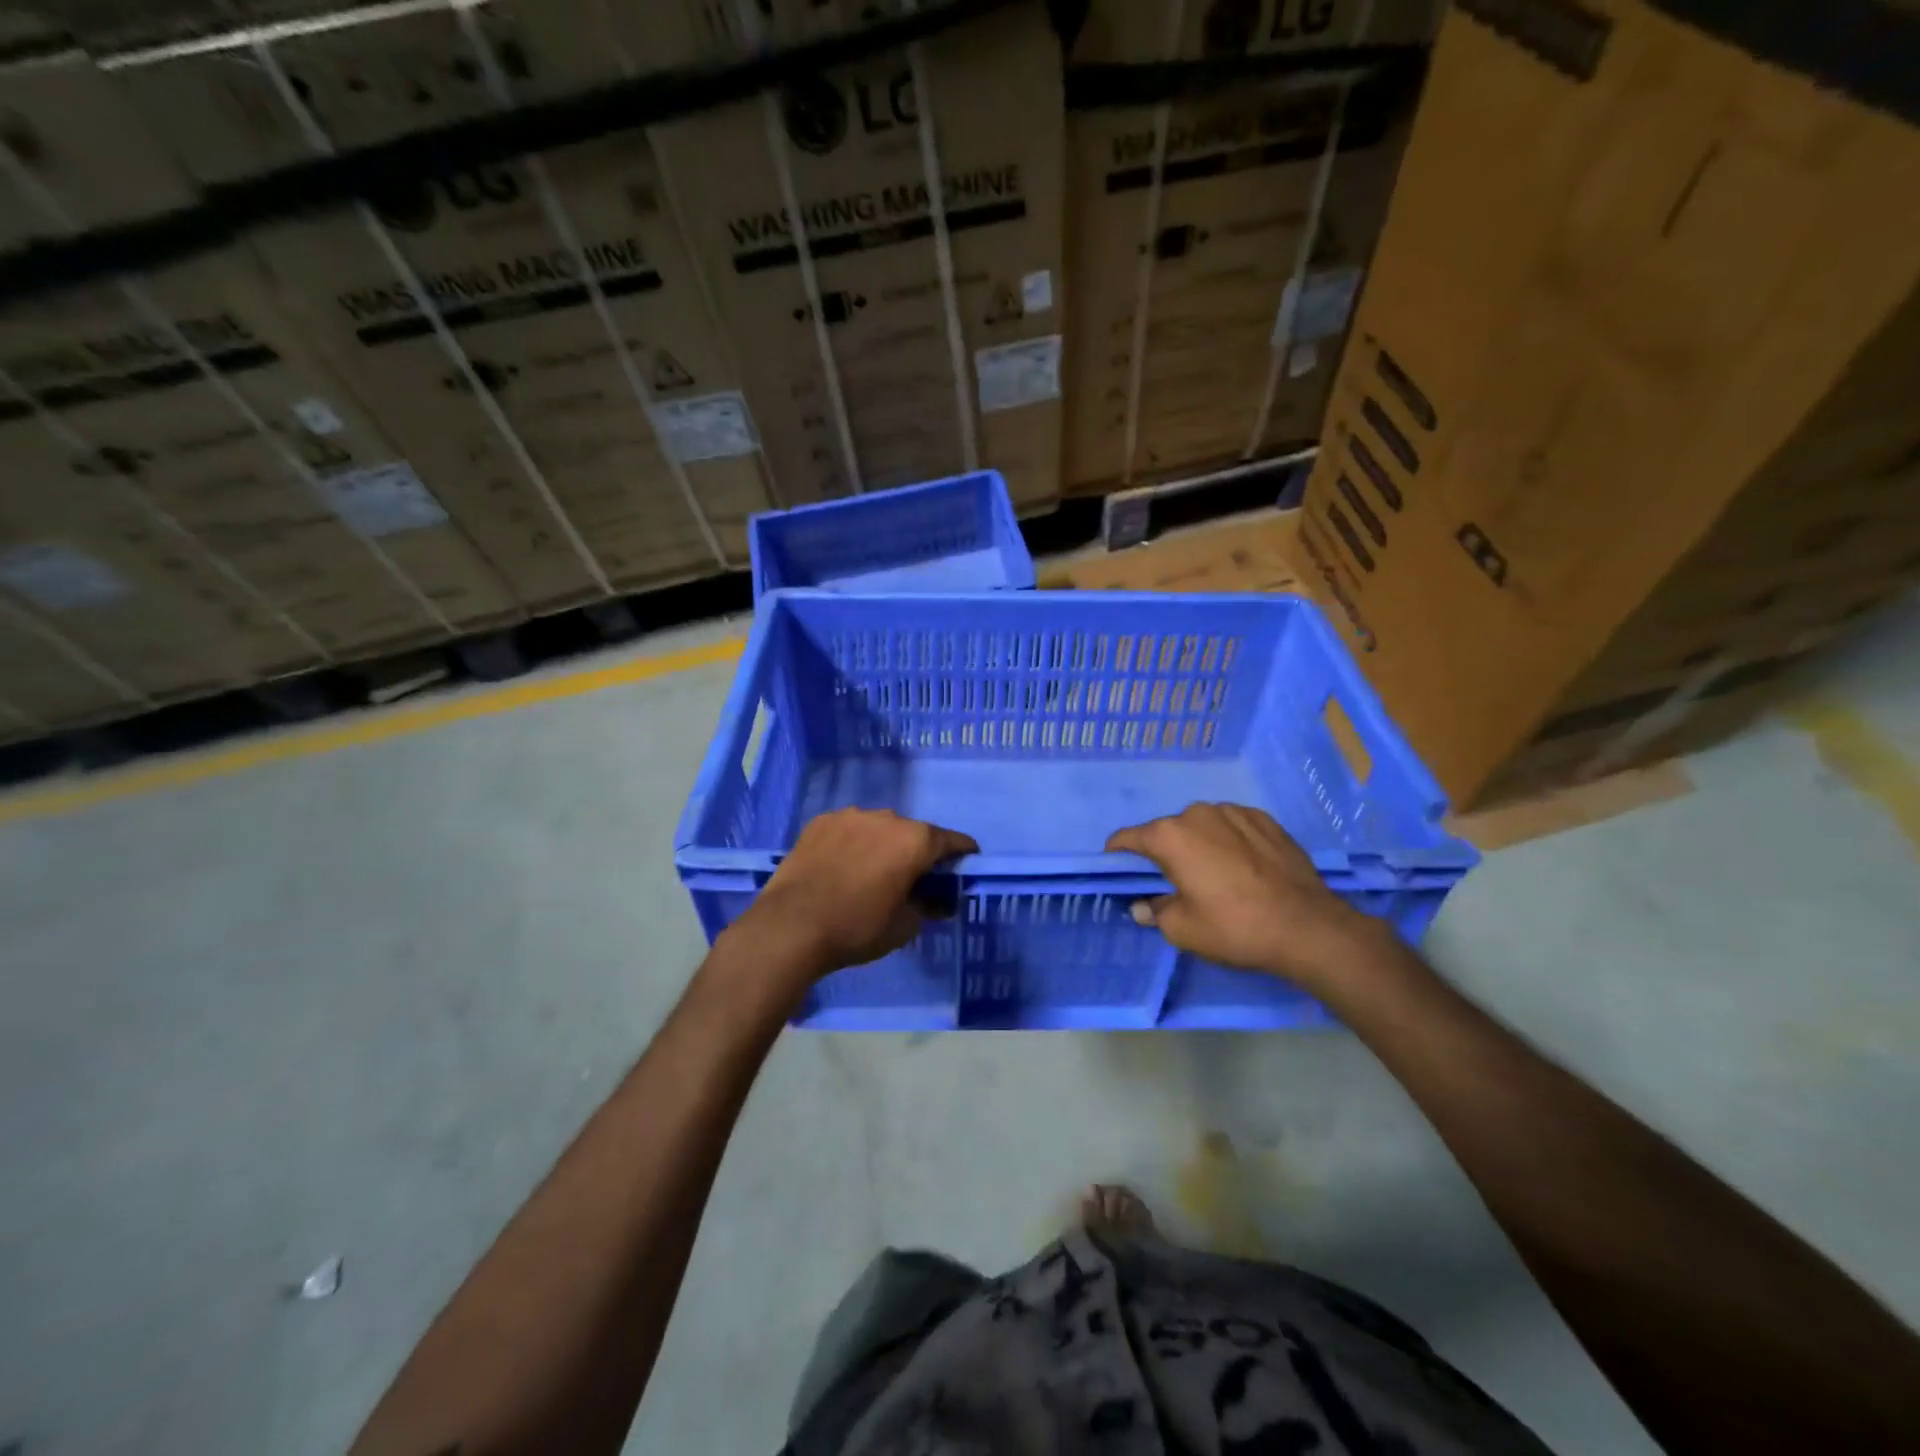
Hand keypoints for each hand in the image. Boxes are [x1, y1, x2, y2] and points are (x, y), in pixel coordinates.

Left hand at [723, 808, 976, 984]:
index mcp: (915, 840)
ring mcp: (851, 816)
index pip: (953, 841)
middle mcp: (887, 818)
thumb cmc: (857, 928)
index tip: (965, 866)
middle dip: (918, 852)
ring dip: (883, 845)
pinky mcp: (820, 822)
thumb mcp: (904, 927)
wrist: (791, 926)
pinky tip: (842, 867)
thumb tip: (938, 901)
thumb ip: (927, 907)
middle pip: (914, 832)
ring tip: (871, 872)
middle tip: (913, 878)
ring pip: (879, 828)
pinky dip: (853, 843)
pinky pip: (849, 830)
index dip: (963, 854)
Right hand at [1106, 803, 1380, 988]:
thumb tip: (1143, 906)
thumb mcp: (1182, 929)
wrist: (1307, 927)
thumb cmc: (1234, 927)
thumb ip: (1155, 912)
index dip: (1118, 856)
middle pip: (1167, 831)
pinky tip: (1244, 868)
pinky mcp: (1265, 819)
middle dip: (1165, 853)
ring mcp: (1234, 812)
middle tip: (1176, 883)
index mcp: (1169, 836)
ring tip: (1216, 875)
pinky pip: (1233, 827)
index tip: (1120, 872)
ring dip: (1200, 844)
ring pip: (1202, 826)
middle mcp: (1197, 813)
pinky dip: (1229, 842)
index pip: (1127, 839)